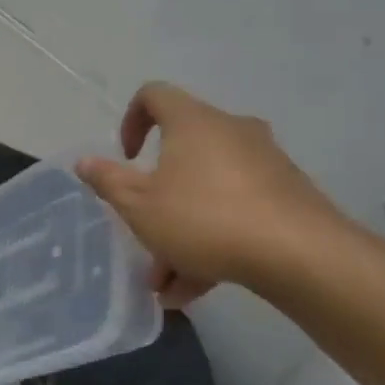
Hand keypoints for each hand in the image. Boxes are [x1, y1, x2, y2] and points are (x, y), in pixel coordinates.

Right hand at [77, 82, 348, 304]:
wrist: (300, 253)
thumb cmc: (204, 218)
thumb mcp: (140, 206)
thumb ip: (108, 181)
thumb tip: (84, 161)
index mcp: (193, 122)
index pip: (154, 95)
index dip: (130, 121)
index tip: (126, 158)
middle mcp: (231, 131)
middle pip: (182, 155)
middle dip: (156, 200)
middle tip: (142, 236)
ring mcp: (264, 163)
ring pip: (208, 192)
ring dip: (181, 232)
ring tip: (166, 284)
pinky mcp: (287, 195)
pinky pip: (237, 211)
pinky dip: (213, 241)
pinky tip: (197, 289)